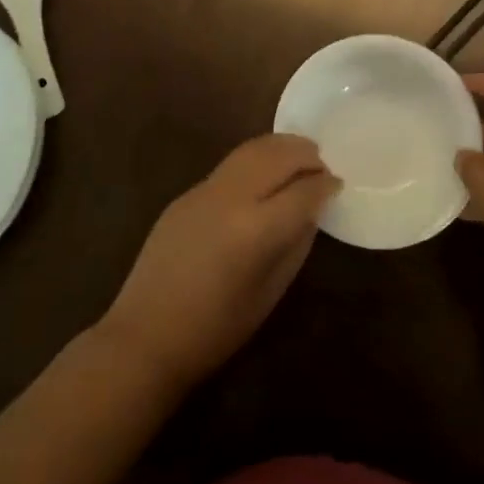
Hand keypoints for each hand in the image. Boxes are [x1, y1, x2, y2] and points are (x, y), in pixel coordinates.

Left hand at [99, 134, 338, 392]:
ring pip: (251, 150)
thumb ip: (295, 243)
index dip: (325, 185)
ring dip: (280, 147)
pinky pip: (230, 165)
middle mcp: (231, 198)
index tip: (338, 184)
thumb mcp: (270, 292)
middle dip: (305, 155)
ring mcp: (204, 191)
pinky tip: (264, 173)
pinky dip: (255, 159)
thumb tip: (311, 210)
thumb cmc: (216, 329)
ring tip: (299, 155)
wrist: (146, 335)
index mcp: (256, 229)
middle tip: (322, 163)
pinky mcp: (186, 193)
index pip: (303, 191)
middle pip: (277, 156)